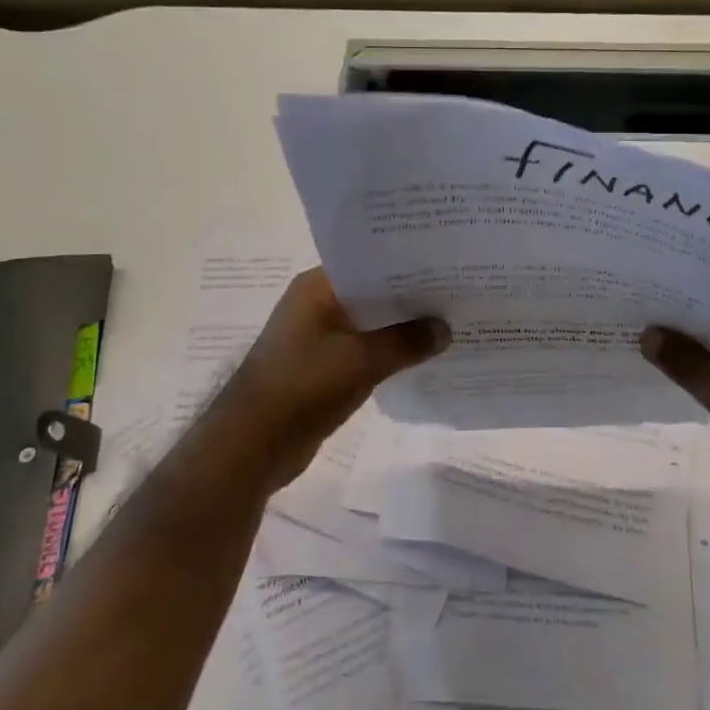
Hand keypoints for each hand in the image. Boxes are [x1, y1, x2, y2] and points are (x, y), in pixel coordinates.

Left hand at [208, 268, 447, 490]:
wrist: (251, 446)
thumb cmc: (302, 387)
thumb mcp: (362, 360)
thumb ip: (407, 342)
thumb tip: (445, 329)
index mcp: (317, 288)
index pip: (370, 263)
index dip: (408, 265)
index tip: (447, 266)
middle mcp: (316, 305)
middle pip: (373, 294)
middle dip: (411, 299)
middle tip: (458, 295)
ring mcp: (317, 338)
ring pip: (370, 325)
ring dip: (401, 329)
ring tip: (449, 325)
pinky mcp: (321, 368)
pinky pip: (363, 351)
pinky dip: (388, 354)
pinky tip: (421, 359)